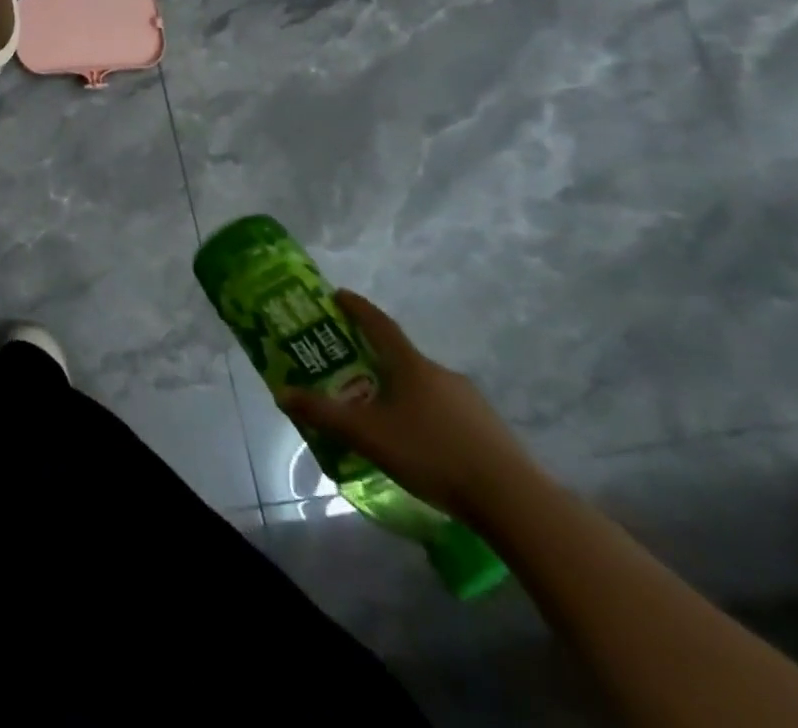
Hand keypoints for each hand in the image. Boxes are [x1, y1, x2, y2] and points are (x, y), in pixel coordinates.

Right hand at [280, 290, 541, 523]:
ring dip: (402, 392)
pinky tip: (420, 445)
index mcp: (411, 365)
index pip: (378, 323)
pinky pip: (447, 412)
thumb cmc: (432, 454)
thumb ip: (324, 413)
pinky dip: (427, 417)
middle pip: (401, 357)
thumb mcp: (368, 435)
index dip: (356, 307)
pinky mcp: (490, 430)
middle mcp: (441, 373)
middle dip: (375, 360)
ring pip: (425, 387)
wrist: (515, 502)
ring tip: (383, 415)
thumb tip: (282, 393)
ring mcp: (471, 401)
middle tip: (351, 370)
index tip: (338, 294)